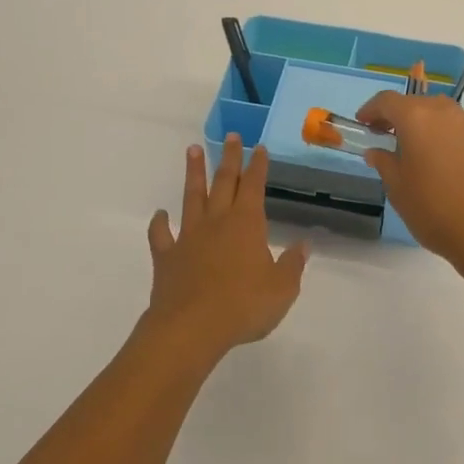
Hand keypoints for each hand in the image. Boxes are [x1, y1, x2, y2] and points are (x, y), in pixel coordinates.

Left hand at [141, 136, 308, 359]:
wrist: (191, 327)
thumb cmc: (243, 306)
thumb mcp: (282, 289)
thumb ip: (292, 264)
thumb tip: (303, 244)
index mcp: (246, 224)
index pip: (254, 186)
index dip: (258, 166)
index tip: (259, 148)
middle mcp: (217, 222)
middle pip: (223, 182)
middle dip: (229, 158)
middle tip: (231, 136)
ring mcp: (188, 237)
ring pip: (191, 197)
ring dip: (193, 173)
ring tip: (192, 150)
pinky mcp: (167, 257)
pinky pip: (161, 235)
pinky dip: (159, 224)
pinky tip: (159, 215)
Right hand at [355, 93, 463, 273]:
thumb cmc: (434, 210)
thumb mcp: (398, 188)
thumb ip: (384, 163)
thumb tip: (376, 151)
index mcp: (418, 118)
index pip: (387, 100)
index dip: (371, 109)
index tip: (363, 124)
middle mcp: (446, 113)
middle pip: (416, 104)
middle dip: (398, 117)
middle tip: (385, 137)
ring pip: (441, 115)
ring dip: (424, 126)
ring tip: (415, 151)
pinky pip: (460, 132)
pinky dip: (446, 139)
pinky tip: (443, 164)